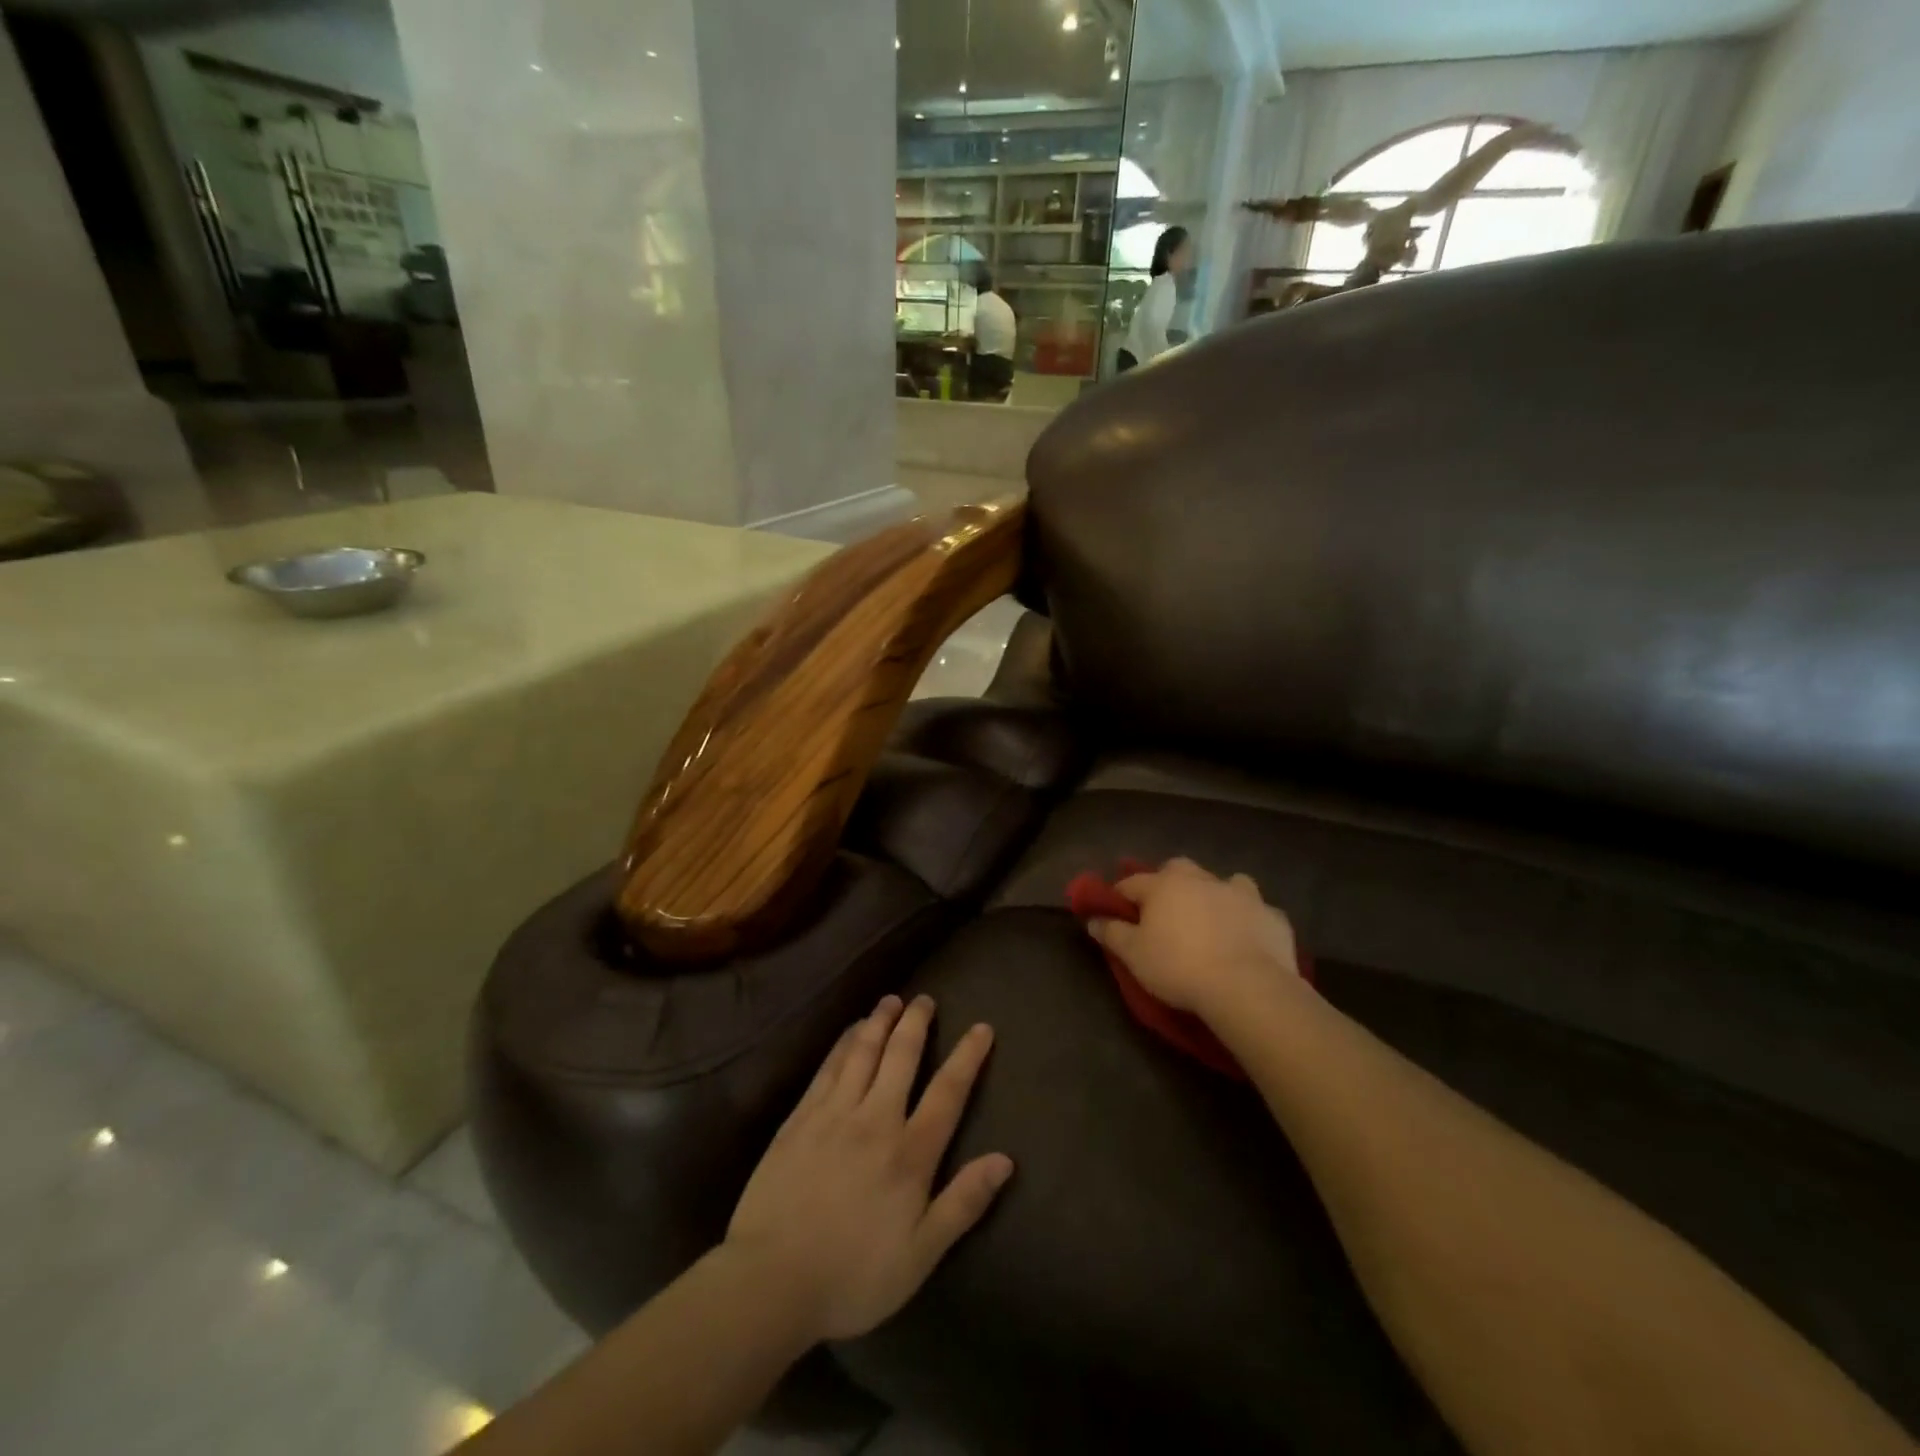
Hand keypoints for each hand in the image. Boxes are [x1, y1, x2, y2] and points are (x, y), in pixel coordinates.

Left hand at [725, 995, 1012, 1342]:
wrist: (771, 1280)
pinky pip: (828, 1068)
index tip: (982, 1027)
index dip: (967, 1057)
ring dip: (880, 1021)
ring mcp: (833, 1114)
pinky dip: (843, 1043)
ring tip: (891, 1000)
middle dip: (916, 1023)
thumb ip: (963, 1203)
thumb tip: (1005, 1160)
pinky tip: (850, 1031)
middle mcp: (875, 1119)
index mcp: (909, 1153)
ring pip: (863, 1052)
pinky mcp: (800, 1119)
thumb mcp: (920, 1255)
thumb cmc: (853, 1276)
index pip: (947, 1092)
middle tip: (925, 998)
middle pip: (901, 1057)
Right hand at [1087, 858, 1300, 1018]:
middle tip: (1166, 911)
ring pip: (1225, 882)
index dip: (1120, 896)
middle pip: (1178, 869)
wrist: (1248, 987)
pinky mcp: (1272, 916)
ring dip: (1216, 894)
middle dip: (1169, 883)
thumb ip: (1112, 933)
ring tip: (1213, 919)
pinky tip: (1248, 939)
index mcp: (1164, 885)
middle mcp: (1202, 879)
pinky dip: (1249, 920)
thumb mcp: (1133, 955)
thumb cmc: (1179, 967)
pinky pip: (1257, 911)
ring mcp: (1242, 894)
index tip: (1115, 912)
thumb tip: (1093, 919)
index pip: (1132, 883)